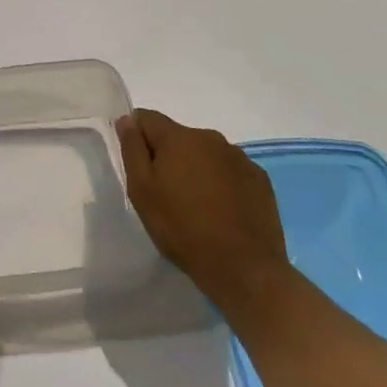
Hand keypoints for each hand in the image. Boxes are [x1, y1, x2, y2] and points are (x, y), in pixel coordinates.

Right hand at [117, 109, 292, 320]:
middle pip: (178, 136)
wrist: (244, 268)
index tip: (139, 166)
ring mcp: (239, 158)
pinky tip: (222, 211)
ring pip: (205, 153)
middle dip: (168, 156)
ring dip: (196, 168)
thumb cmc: (182, 228)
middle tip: (165, 193)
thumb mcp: (142, 190)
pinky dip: (221, 182)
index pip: (147, 118)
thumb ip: (132, 149)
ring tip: (196, 205)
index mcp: (178, 137)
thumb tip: (127, 120)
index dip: (137, 137)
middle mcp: (210, 138)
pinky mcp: (260, 179)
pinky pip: (230, 170)